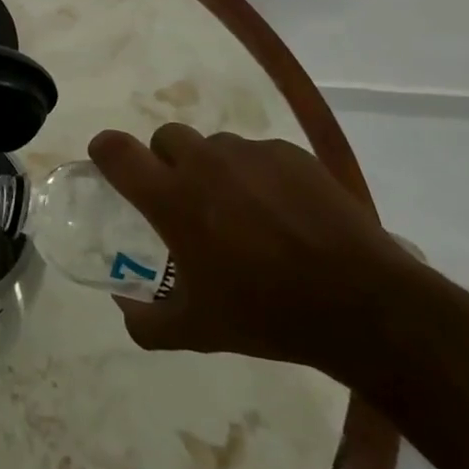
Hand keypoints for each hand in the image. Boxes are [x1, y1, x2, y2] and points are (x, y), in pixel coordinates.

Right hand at [88, 124, 410, 373]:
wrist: (363, 305)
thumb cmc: (267, 314)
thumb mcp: (197, 331)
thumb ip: (147, 321)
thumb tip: (124, 307)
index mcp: (172, 198)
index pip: (117, 150)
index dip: (105, 151)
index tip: (109, 165)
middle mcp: (205, 163)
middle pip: (165, 138)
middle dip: (165, 161)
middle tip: (185, 200)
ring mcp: (251, 154)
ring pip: (215, 145)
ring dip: (214, 169)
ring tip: (241, 211)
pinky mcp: (291, 154)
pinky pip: (258, 153)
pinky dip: (258, 175)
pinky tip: (282, 212)